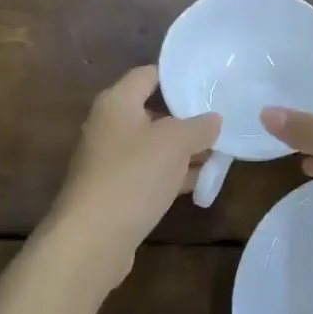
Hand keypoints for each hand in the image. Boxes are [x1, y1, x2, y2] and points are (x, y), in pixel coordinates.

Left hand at [42, 66, 219, 289]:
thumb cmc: (133, 176)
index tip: (208, 83)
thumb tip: (214, 119)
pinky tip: (201, 183)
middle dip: (187, 118)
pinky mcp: (114, 190)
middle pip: (152, 111)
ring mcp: (109, 160)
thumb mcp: (175, 144)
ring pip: (153, 146)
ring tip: (221, 154)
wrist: (91, 239)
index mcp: (117, 102)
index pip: (149, 74)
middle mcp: (108, 125)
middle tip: (221, 121)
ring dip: (184, 150)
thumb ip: (199, 127)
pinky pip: (148, 173)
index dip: (178, 76)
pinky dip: (172, 174)